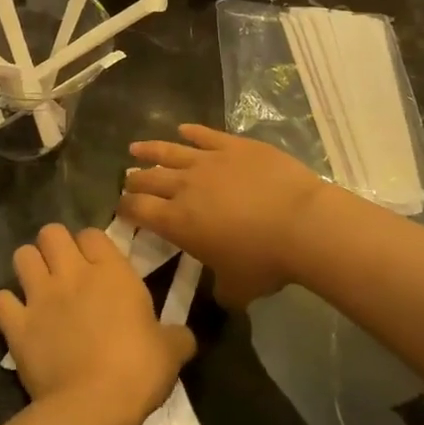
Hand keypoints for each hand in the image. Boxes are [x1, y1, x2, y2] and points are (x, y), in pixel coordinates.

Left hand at [0, 225, 195, 424]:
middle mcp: (72, 273)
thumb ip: (177, 335)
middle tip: (63, 269)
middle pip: (51, 232)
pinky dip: (7, 306)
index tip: (97, 264)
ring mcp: (40, 296)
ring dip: (29, 267)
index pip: (93, 233)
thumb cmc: (138, 371)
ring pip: (21, 256)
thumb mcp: (172, 351)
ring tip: (38, 286)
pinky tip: (17, 318)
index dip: (92, 245)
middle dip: (54, 246)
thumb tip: (184, 336)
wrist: (92, 406)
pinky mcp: (16, 324)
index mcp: (111, 271)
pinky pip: (0, 300)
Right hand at [119, 125, 325, 310]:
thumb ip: (221, 290)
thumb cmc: (265, 261)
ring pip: (170, 151)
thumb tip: (220, 295)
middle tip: (128, 180)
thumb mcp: (237, 288)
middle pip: (149, 179)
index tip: (121, 207)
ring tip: (136, 148)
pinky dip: (191, 132)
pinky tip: (183, 129)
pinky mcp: (233, 145)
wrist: (302, 224)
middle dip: (134, 180)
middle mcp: (184, 187)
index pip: (138, 210)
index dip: (125, 208)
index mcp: (177, 222)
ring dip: (150, 150)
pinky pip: (205, 135)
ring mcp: (209, 161)